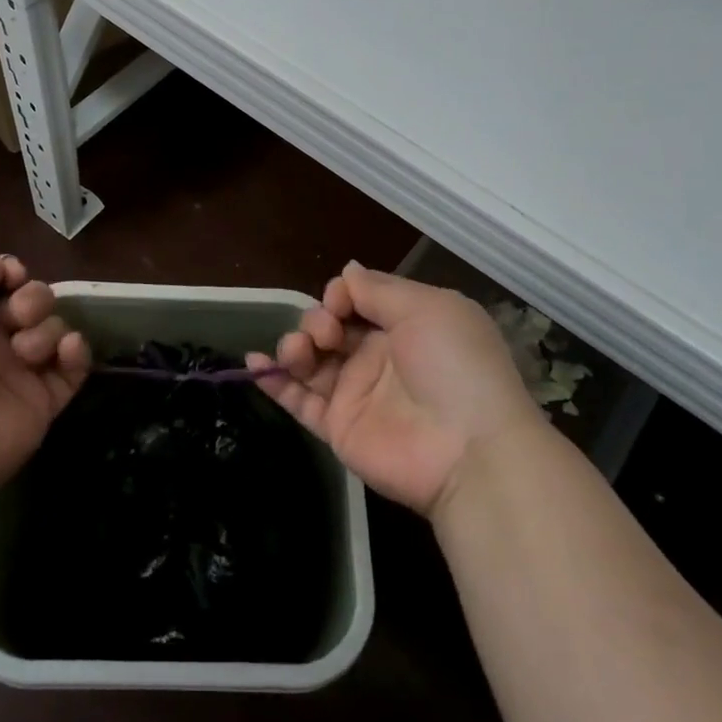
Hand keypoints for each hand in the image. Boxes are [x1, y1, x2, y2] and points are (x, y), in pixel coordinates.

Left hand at [0, 257, 89, 506]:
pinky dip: (76, 352)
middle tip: (18, 316)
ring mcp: (15, 374)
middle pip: (31, 303)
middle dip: (33, 299)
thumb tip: (7, 271)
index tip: (12, 278)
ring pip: (52, 331)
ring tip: (25, 350)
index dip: (9, 274)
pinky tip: (65, 350)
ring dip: (46, 328)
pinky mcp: (41, 404)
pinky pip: (73, 369)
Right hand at [248, 262, 544, 516]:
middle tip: (327, 333)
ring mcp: (356, 393)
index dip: (341, 295)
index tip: (339, 301)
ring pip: (310, 361)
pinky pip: (298, 401)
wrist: (468, 450)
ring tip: (298, 351)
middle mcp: (379, 356)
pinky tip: (254, 364)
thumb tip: (347, 271)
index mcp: (406, 325)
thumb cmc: (454, 366)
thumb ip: (380, 289)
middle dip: (318, 320)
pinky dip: (272, 381)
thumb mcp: (428, 309)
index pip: (358, 300)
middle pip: (330, 327)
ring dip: (294, 346)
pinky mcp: (338, 427)